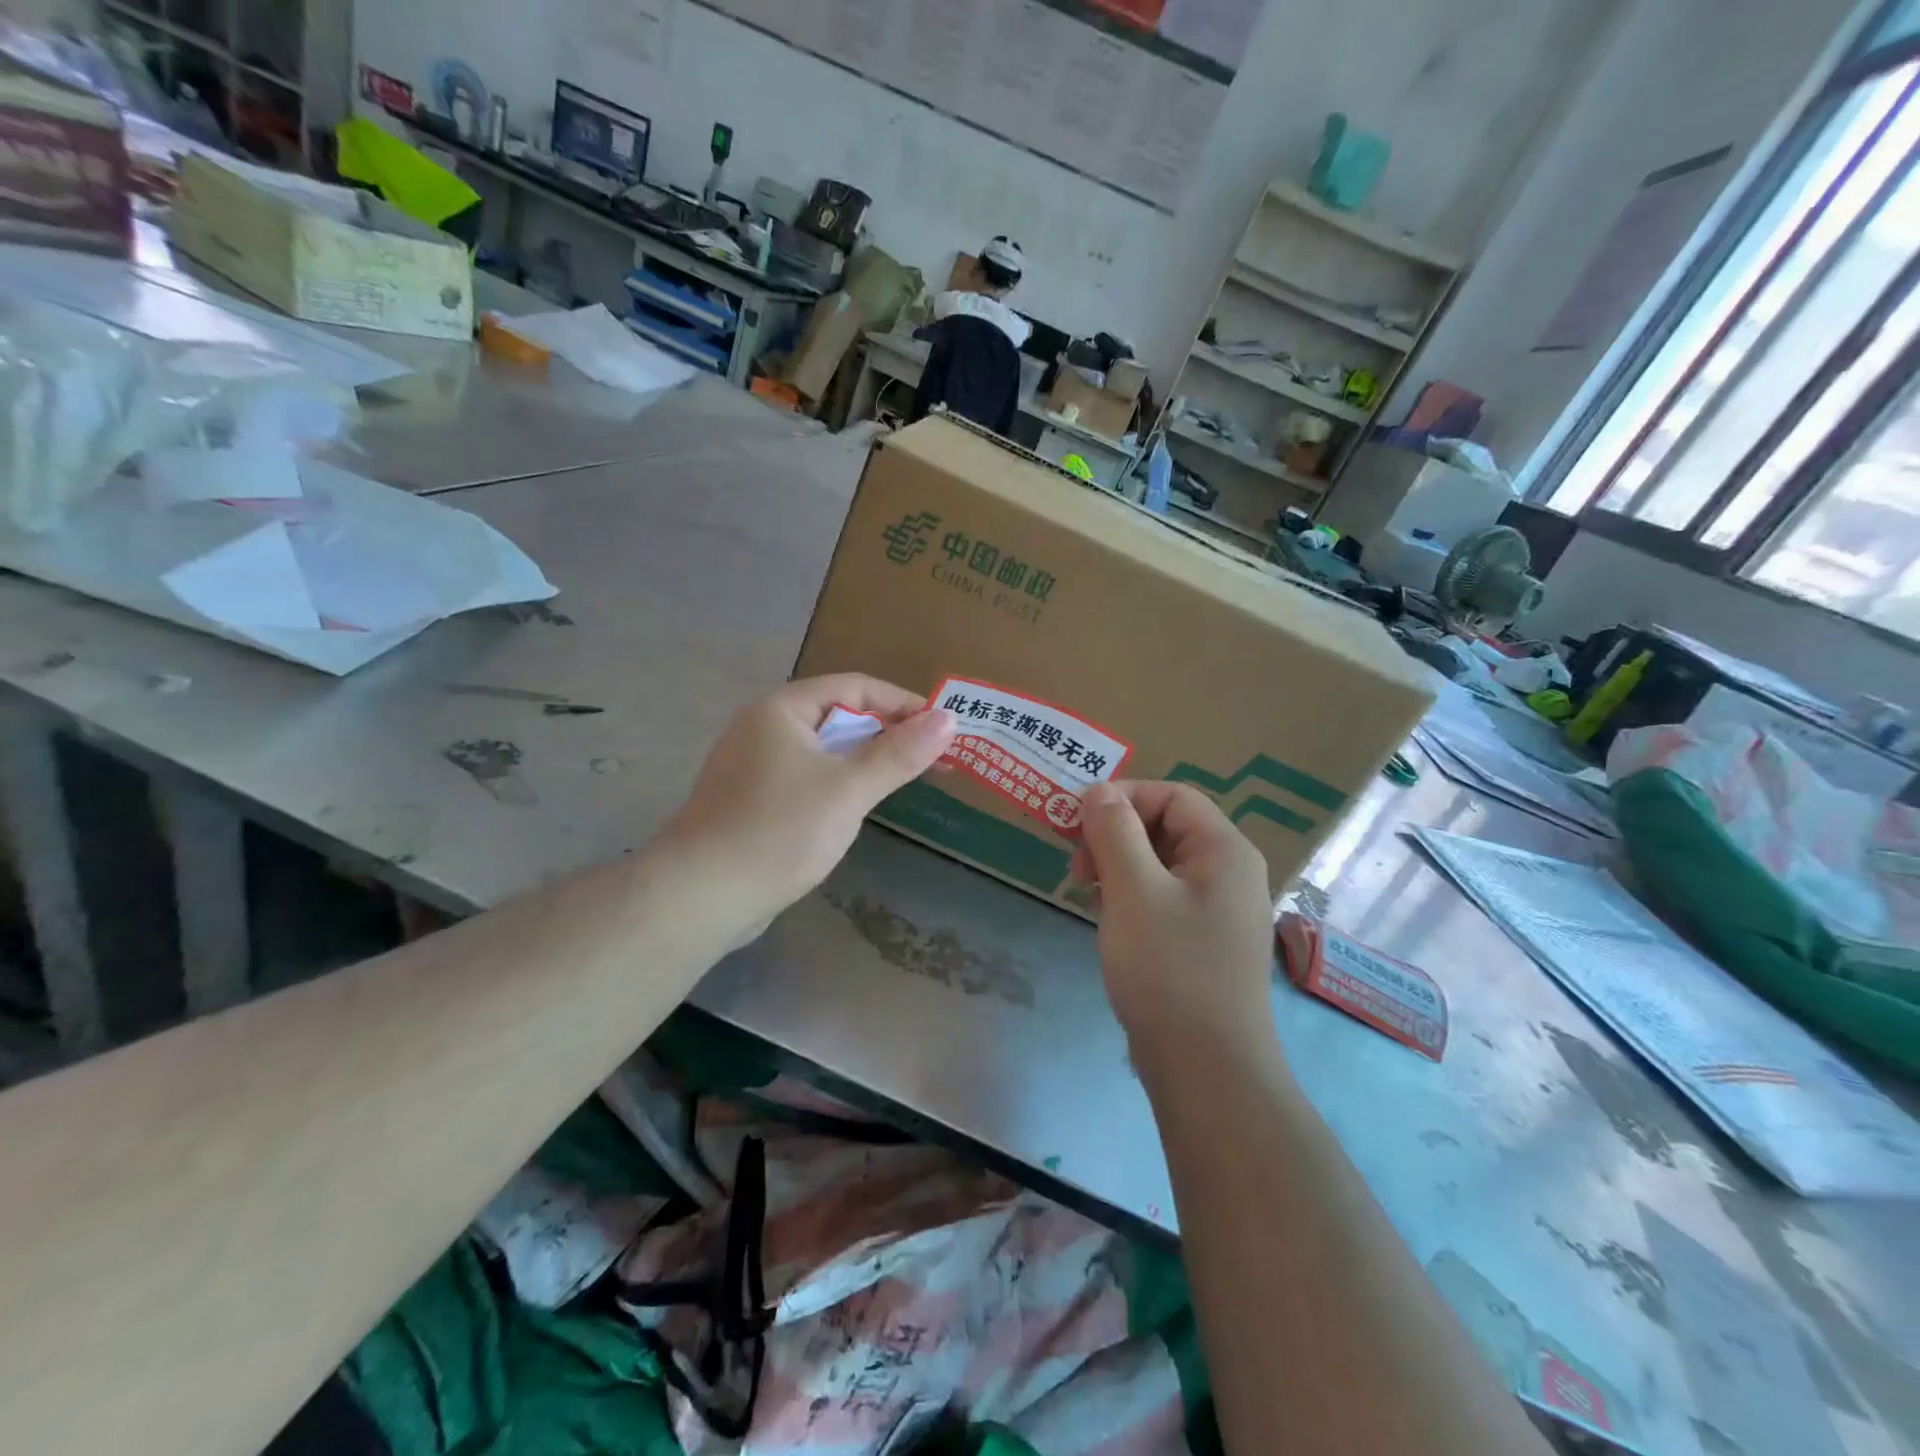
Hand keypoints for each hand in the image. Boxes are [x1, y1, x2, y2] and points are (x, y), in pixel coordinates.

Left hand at [660, 675, 955, 941]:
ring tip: (903, 780)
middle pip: (838, 716)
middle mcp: (764, 728)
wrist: (700, 897)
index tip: (942, 727)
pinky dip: (838, 783)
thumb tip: (948, 719)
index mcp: (782, 710)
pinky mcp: (752, 801)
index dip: (902, 703)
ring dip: (864, 760)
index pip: (855, 687)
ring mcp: (754, 766)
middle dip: (887, 733)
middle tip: (932, 757)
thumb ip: (899, 753)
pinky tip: (857, 807)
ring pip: (823, 751)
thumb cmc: (778, 831)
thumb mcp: (848, 789)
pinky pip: (807, 778)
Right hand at [1074, 781, 1276, 1057]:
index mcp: (1225, 850)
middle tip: (1078, 868)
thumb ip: (1114, 832)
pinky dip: (1132, 897)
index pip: (1171, 795)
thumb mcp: (1133, 891)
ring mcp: (1219, 910)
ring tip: (1089, 896)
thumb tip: (1099, 790)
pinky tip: (1110, 922)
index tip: (1076, 825)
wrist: (1208, 1071)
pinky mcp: (1205, 941)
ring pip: (1161, 864)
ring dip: (1119, 867)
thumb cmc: (1170, 970)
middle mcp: (1230, 872)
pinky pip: (1164, 897)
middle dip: (1116, 835)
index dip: (1122, 798)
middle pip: (1167, 826)